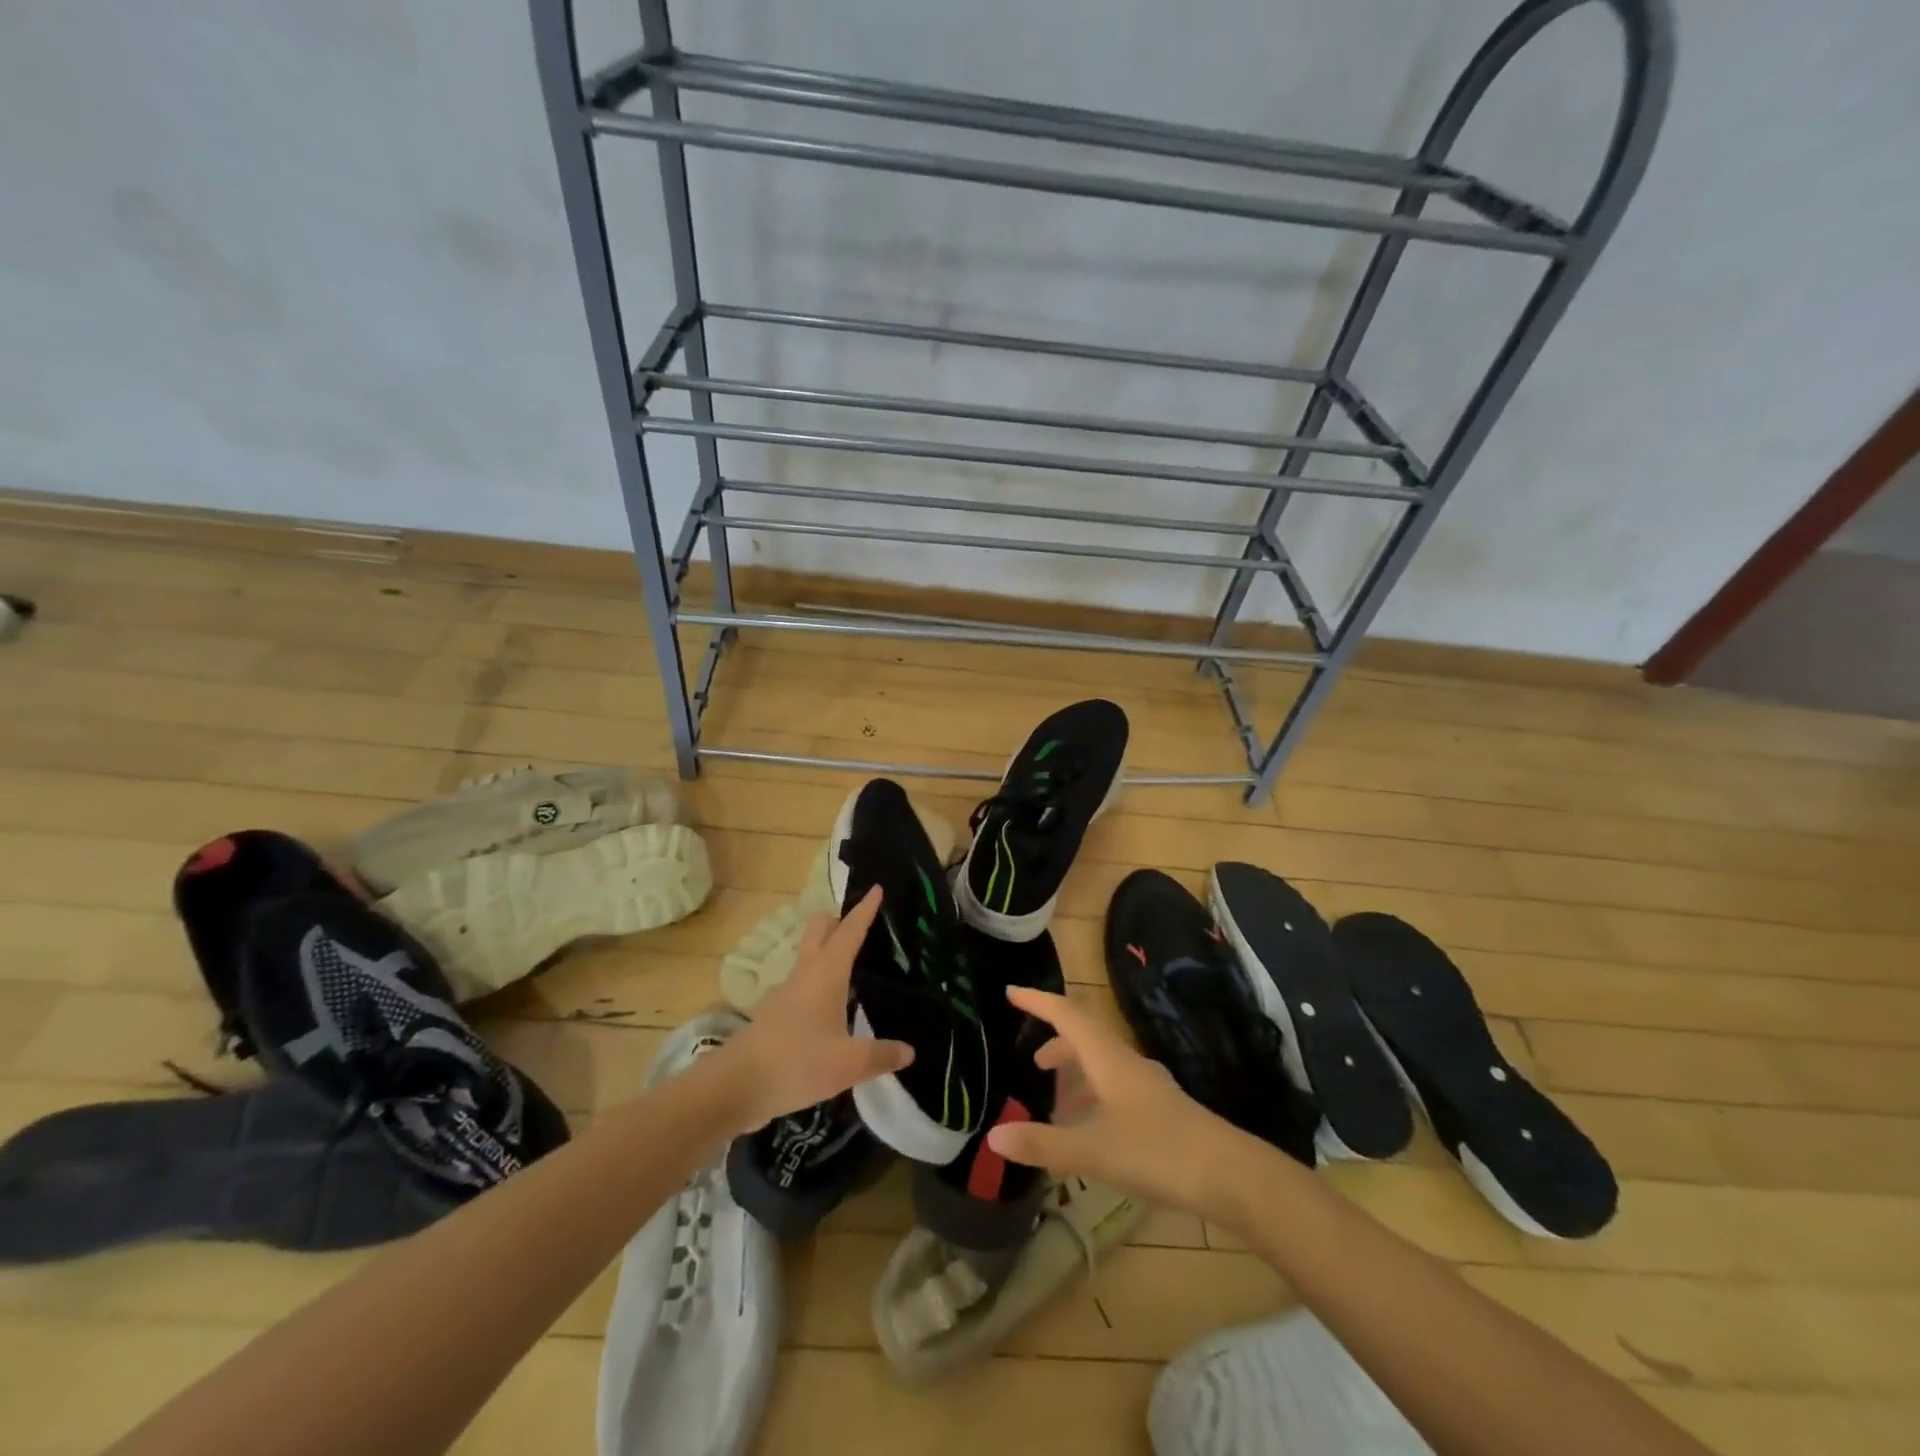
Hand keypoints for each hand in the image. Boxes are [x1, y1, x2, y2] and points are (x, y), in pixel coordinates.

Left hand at [716, 886, 913, 1130]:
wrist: (735, 1086)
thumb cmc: (796, 1062)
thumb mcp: (849, 1063)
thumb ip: (881, 1055)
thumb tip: (909, 1051)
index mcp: (826, 974)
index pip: (850, 932)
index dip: (865, 910)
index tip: (876, 887)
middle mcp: (805, 975)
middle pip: (819, 931)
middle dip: (838, 920)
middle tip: (862, 923)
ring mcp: (786, 994)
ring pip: (809, 958)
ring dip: (827, 952)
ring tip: (852, 965)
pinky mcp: (776, 1016)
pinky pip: (803, 986)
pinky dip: (819, 983)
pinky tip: (832, 1007)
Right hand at [984, 986, 1262, 1222]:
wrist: (1229, 1175)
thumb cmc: (1157, 1152)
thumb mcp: (1093, 1151)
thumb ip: (1044, 1144)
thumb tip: (993, 1137)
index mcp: (1108, 1058)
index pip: (1067, 1015)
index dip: (1038, 1002)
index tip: (1011, 992)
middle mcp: (1126, 1062)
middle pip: (1085, 1036)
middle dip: (1056, 1042)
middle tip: (1031, 1061)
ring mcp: (1147, 1085)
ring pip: (1103, 1063)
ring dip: (1077, 1072)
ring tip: (1056, 1101)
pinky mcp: (1160, 1109)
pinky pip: (1116, 1087)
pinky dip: (1095, 1097)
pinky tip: (1091, 1130)